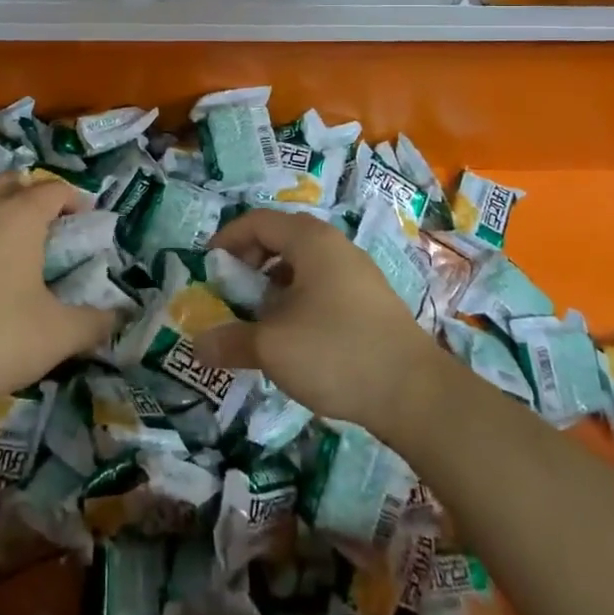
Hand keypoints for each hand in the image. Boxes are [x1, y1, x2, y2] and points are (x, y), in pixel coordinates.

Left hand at [0, 172, 115, 414]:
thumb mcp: (57, 335)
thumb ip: (94, 322)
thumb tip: (118, 315)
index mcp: (20, 217)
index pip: (53, 189)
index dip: (74, 200)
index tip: (86, 222)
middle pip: (11, 182)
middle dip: (32, 194)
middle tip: (49, 226)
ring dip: (1, 215)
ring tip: (17, 254)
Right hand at [196, 209, 443, 433]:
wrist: (416, 393)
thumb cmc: (336, 352)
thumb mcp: (272, 347)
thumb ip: (231, 341)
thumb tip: (197, 345)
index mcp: (310, 240)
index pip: (257, 220)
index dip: (227, 239)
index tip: (208, 267)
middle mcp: (335, 245)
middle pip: (281, 237)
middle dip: (249, 262)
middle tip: (232, 291)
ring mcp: (358, 272)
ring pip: (303, 264)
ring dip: (273, 284)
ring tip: (260, 318)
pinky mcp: (371, 300)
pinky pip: (322, 284)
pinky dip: (298, 298)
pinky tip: (295, 336)